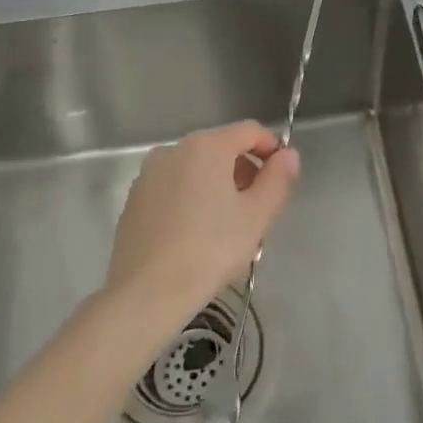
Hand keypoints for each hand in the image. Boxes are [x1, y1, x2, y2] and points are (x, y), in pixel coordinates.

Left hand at [103, 121, 300, 327]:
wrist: (147, 292)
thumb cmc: (211, 249)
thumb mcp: (257, 216)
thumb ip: (278, 179)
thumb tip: (288, 155)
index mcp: (206, 146)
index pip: (250, 131)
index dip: (272, 148)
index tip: (283, 177)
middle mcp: (173, 150)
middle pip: (221, 148)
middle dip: (245, 171)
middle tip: (259, 209)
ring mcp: (148, 175)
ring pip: (196, 170)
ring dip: (219, 186)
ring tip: (229, 226)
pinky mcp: (134, 201)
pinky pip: (174, 189)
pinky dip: (192, 199)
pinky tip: (198, 235)